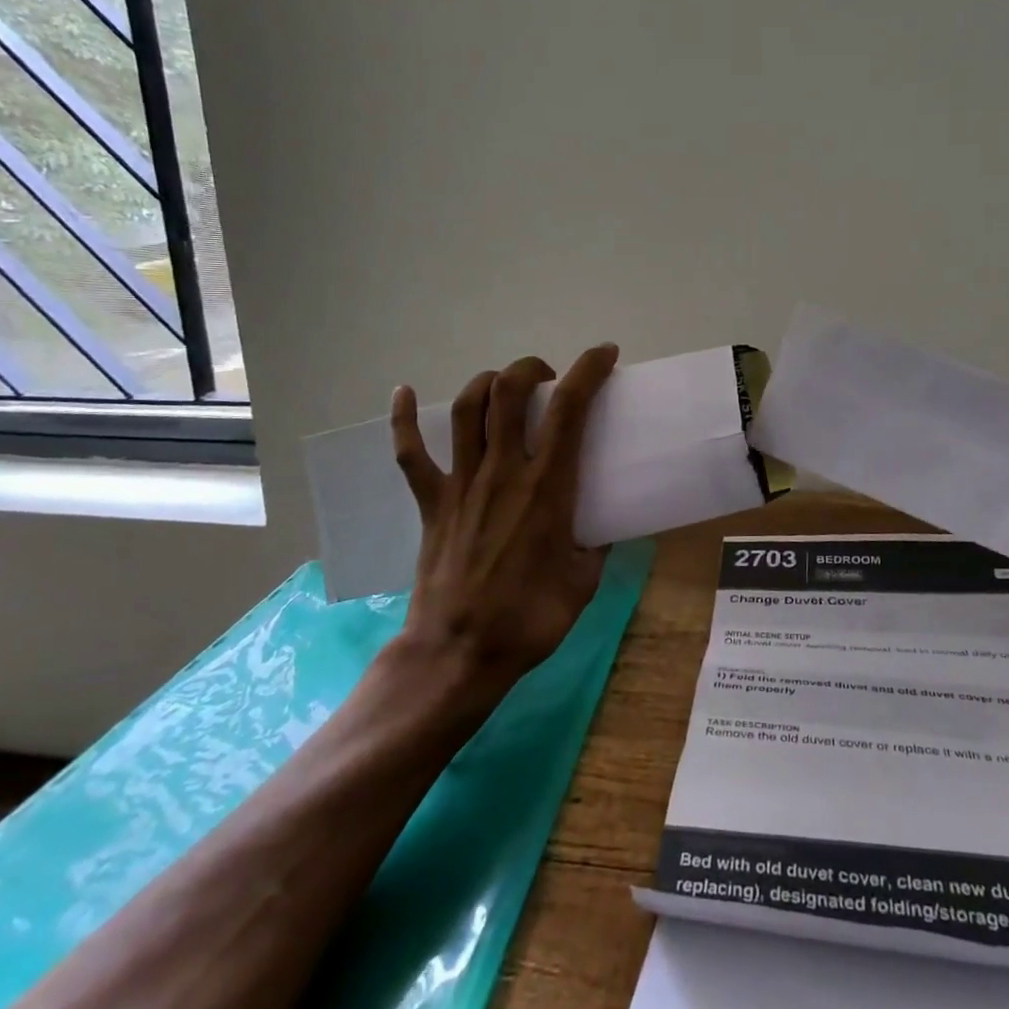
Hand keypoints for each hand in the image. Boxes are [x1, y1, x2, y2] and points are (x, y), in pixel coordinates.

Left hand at [390, 345, 619, 697]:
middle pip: (510, 393)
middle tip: (547, 377)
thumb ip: (596, 545)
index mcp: (547, 487)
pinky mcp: (431, 502)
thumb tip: (604, 526)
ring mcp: (461, 483)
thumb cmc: (529, 620)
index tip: (603, 354)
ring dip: (488, 383)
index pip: (569, 409)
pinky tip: (403, 391)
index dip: (588, 371)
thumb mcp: (585, 581)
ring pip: (469, 409)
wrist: (459, 654)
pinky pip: (410, 453)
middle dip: (530, 368)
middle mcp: (503, 472)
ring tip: (503, 384)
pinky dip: (404, 419)